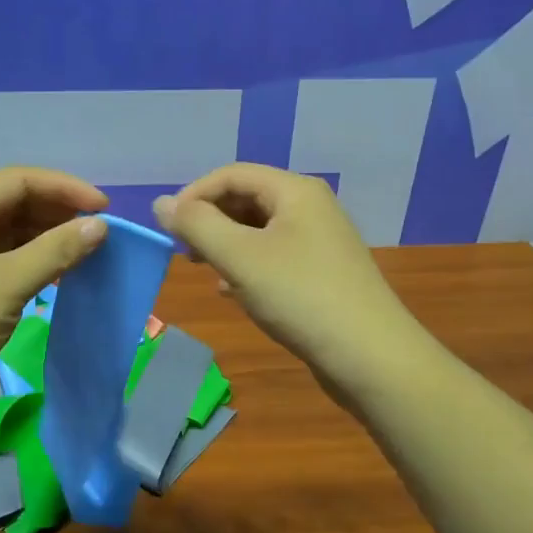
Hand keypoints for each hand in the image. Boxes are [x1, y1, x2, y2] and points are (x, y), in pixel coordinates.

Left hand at [0, 168, 108, 432]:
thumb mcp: (7, 285)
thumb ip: (56, 250)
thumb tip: (100, 225)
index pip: (18, 180)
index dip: (65, 188)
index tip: (105, 208)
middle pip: (10, 202)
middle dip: (55, 212)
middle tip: (97, 232)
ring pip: (3, 230)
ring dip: (43, 237)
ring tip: (82, 251)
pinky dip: (25, 259)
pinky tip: (52, 272)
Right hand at [154, 164, 419, 395]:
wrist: (371, 358)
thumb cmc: (301, 297)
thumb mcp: (239, 257)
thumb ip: (196, 225)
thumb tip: (161, 203)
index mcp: (295, 191)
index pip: (231, 174)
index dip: (194, 195)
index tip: (168, 229)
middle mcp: (310, 206)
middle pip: (246, 198)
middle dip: (210, 220)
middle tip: (186, 252)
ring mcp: (320, 240)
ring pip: (258, 230)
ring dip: (226, 244)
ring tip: (206, 270)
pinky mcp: (322, 272)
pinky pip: (274, 256)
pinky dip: (247, 266)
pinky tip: (233, 292)